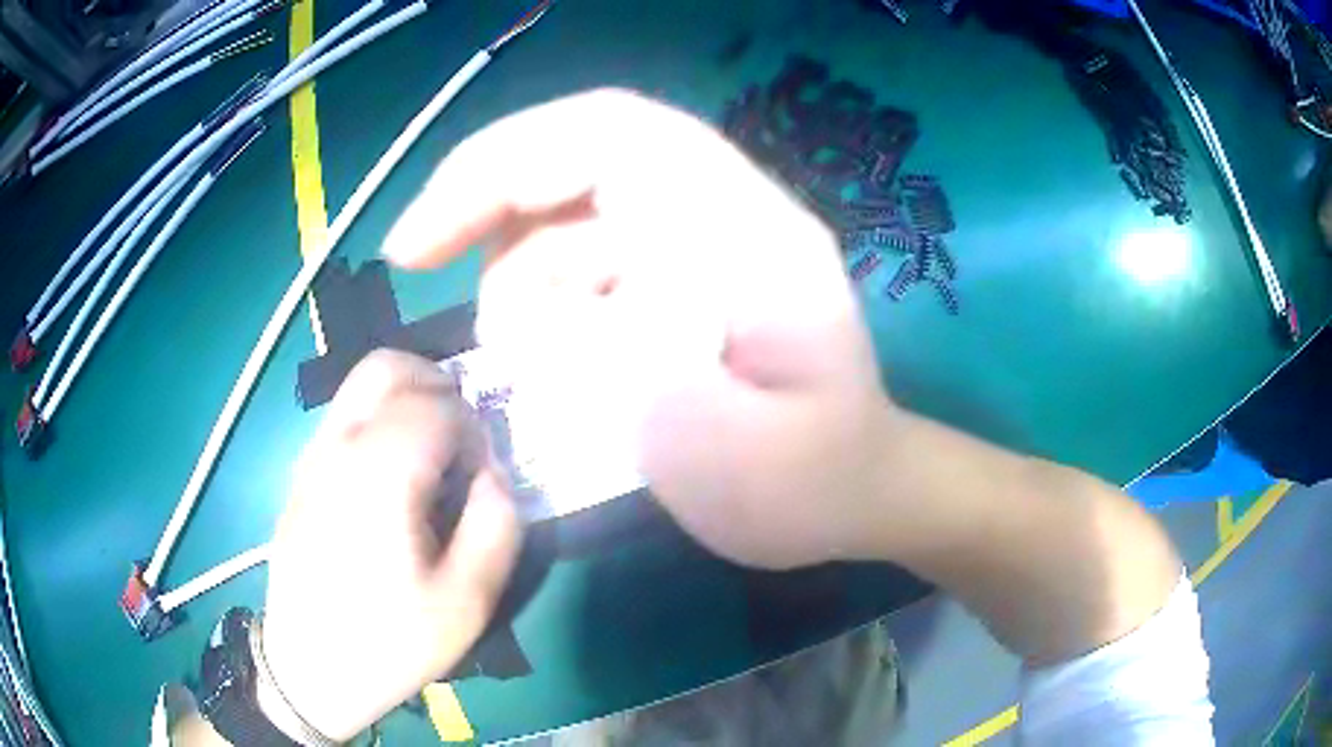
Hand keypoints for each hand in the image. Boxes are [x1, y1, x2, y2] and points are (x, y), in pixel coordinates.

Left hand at [262, 350, 521, 739]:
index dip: (474, 427)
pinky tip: (392, 482)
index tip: (484, 472)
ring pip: (360, 388)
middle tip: (461, 438)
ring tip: (430, 460)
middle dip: (436, 384)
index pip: (437, 404)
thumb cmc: (389, 642)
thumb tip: (493, 475)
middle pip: (387, 367)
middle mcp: (337, 448)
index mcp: (379, 473)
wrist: (309, 669)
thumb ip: (497, 525)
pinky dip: (379, 423)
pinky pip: (344, 420)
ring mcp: (311, 458)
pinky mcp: (300, 477)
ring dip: (406, 402)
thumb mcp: (467, 602)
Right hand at [383, 89, 900, 569]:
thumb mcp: (739, 461)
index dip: (504, 159)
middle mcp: (716, 214)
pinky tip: (544, 359)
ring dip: (514, 274)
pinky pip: (573, 262)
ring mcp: (689, 243)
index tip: (425, 238)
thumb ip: (645, 388)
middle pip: (573, 157)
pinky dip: (534, 300)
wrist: (851, 490)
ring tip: (524, 362)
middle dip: (482, 202)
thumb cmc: (812, 482)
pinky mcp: (668, 280)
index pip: (613, 134)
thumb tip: (542, 329)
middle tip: (417, 262)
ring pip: (562, 216)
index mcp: (749, 230)